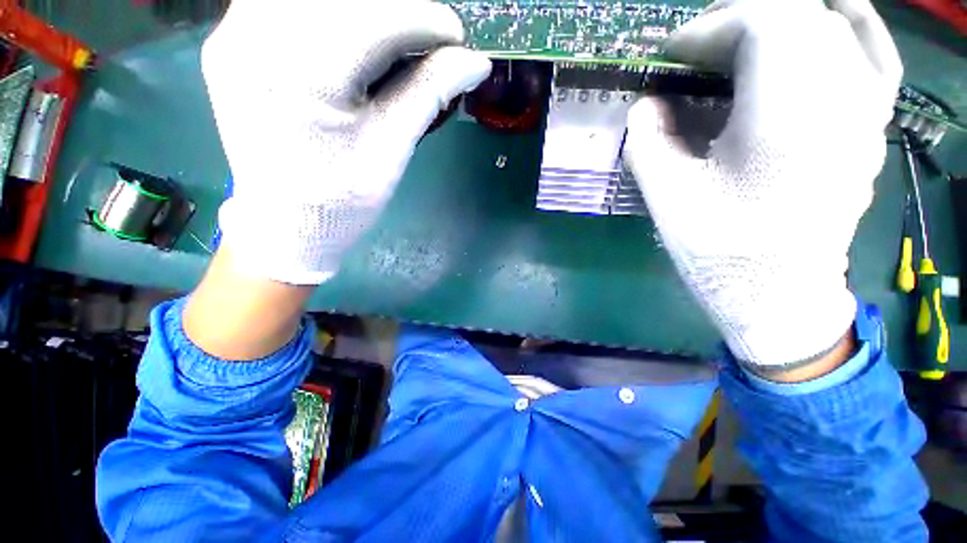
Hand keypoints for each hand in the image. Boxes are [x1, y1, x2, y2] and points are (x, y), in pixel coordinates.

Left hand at [202, 0, 491, 284]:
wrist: (284, 223)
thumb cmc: (341, 200)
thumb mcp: (391, 152)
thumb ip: (428, 95)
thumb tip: (474, 62)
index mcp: (303, 74)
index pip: (377, 18)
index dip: (426, 21)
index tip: (456, 41)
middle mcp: (255, 35)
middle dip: (399, 13)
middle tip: (427, 44)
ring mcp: (235, 32)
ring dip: (365, 12)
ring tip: (392, 46)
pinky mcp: (232, 38)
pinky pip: (288, 4)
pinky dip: (333, 16)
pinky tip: (352, 42)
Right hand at [624, 0, 900, 370]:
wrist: (778, 293)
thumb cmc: (721, 250)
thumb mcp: (667, 198)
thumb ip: (648, 142)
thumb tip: (645, 105)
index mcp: (789, 114)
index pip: (761, 22)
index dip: (708, 28)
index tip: (671, 56)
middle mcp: (842, 96)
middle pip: (798, 16)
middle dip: (737, 22)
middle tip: (696, 54)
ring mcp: (867, 109)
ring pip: (837, 23)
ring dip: (783, 20)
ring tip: (741, 38)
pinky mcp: (871, 125)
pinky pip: (874, 51)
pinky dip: (847, 24)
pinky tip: (823, 23)